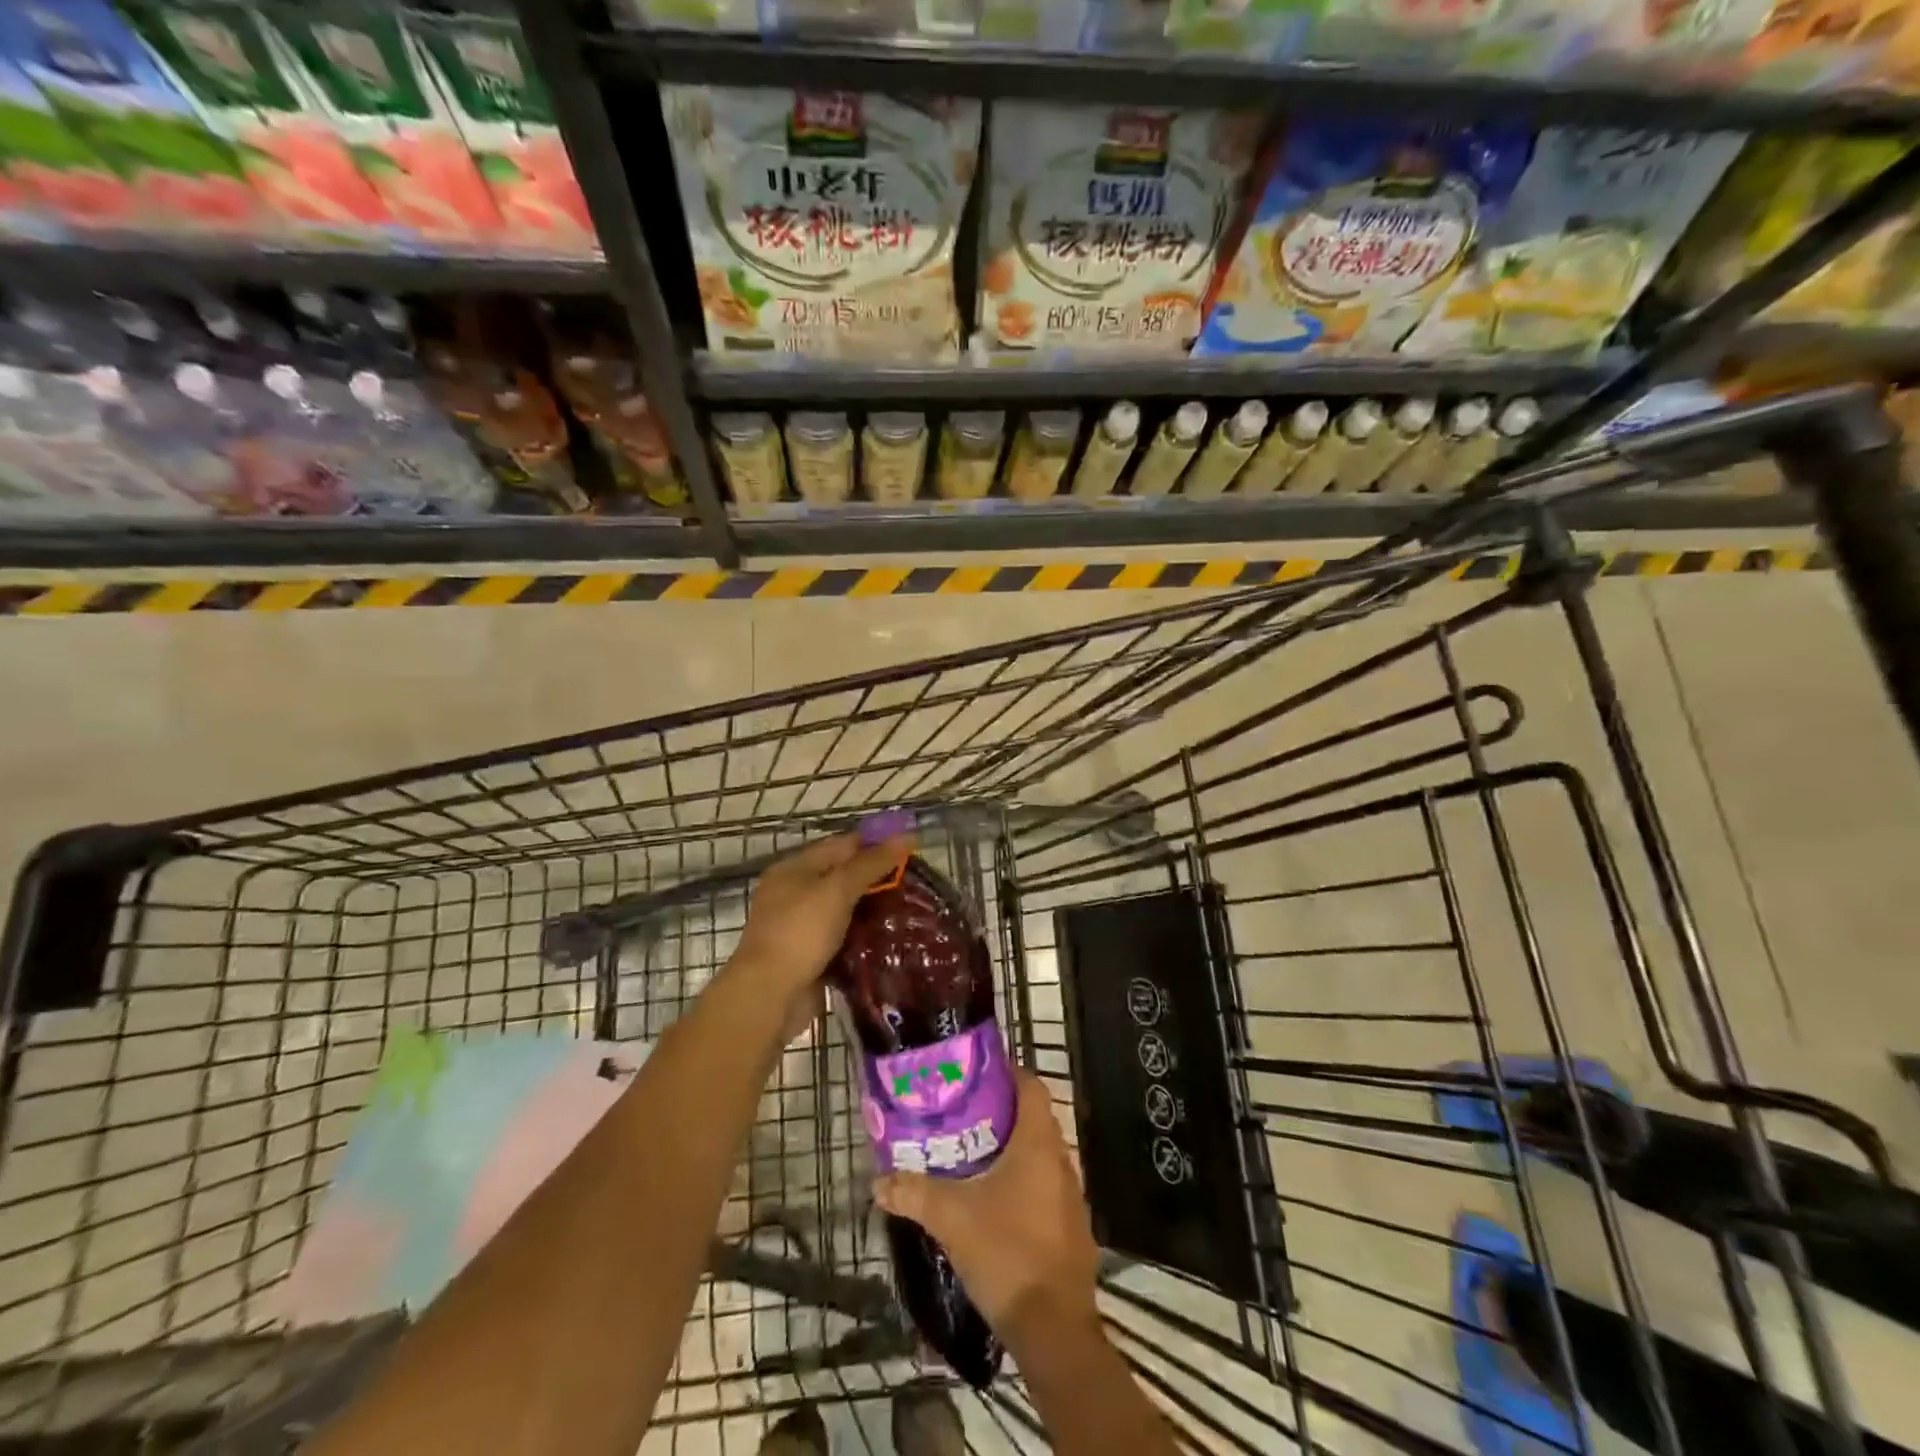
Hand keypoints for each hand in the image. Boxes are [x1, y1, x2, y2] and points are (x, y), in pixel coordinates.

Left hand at [731, 832, 912, 1000]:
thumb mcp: (838, 890)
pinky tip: (892, 938)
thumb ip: (872, 863)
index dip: (876, 843)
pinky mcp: (811, 955)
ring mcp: (802, 927)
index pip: (842, 845)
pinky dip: (865, 937)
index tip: (912, 849)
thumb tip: (906, 835)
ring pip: (846, 909)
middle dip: (878, 878)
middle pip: (843, 876)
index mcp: (794, 868)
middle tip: (917, 882)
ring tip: (912, 908)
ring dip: (874, 909)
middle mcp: (795, 893)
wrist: (770, 996)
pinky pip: (844, 938)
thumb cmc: (801, 932)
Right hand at [873, 1071, 1100, 1345]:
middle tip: (965, 1116)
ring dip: (1014, 1152)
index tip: (978, 1075)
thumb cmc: (1005, 1252)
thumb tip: (878, 1181)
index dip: (1008, 1073)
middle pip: (1035, 1120)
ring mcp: (1072, 1197)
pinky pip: (1047, 1189)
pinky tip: (997, 1204)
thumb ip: (913, 1193)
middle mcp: (1061, 1161)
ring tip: (975, 1157)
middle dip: (1002, 1115)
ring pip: (1042, 1157)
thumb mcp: (950, 1218)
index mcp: (1038, 1144)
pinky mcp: (1073, 1229)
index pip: (1031, 1086)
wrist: (1053, 1329)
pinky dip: (1025, 1185)